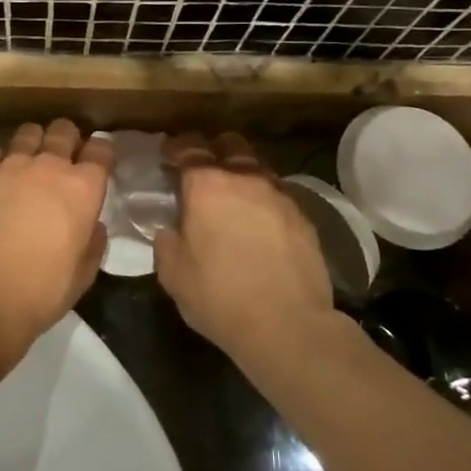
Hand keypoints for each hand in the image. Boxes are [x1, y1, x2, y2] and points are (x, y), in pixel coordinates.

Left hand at [0, 119, 112, 363]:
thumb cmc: (42, 293)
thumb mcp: (84, 273)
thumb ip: (93, 240)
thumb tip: (90, 223)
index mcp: (82, 189)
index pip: (101, 149)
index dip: (101, 152)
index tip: (97, 163)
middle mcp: (48, 167)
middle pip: (63, 130)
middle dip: (68, 139)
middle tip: (63, 158)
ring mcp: (9, 167)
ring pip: (27, 134)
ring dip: (34, 144)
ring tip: (30, 163)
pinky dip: (2, 163)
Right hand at [153, 133, 336, 360]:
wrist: (288, 325)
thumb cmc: (220, 297)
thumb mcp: (173, 275)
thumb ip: (167, 242)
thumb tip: (170, 230)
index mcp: (207, 186)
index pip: (189, 147)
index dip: (176, 146)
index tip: (168, 154)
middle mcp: (245, 179)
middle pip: (229, 145)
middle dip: (214, 151)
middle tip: (202, 173)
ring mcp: (279, 195)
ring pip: (257, 168)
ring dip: (242, 176)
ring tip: (233, 200)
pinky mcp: (304, 216)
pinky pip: (278, 195)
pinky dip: (264, 201)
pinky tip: (259, 225)